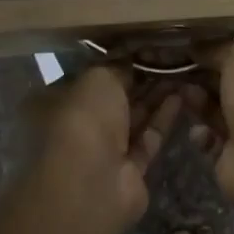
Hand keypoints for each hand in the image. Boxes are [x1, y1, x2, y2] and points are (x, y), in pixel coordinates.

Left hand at [23, 66, 181, 226]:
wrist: (90, 183)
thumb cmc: (82, 119)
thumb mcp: (98, 78)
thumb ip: (116, 67)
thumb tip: (131, 62)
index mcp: (52, 103)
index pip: (85, 79)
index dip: (113, 64)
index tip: (141, 51)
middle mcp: (74, 128)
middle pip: (111, 100)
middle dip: (138, 80)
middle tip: (168, 60)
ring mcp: (100, 152)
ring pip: (131, 119)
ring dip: (154, 97)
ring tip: (181, 73)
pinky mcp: (127, 171)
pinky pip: (146, 139)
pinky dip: (161, 119)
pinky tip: (180, 97)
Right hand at [181, 40, 233, 197]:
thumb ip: (219, 48)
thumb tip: (197, 48)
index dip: (230, 53)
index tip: (201, 48)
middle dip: (208, 78)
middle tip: (181, 69)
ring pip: (221, 113)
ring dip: (200, 103)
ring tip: (182, 93)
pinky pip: (213, 141)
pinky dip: (203, 135)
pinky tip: (199, 131)